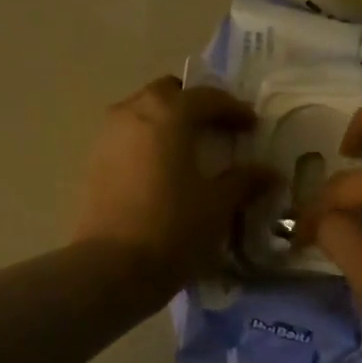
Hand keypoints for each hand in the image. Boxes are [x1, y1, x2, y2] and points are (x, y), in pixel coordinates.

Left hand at [73, 76, 275, 295]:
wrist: (112, 268)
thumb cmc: (173, 228)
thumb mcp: (218, 205)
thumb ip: (244, 181)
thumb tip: (268, 173)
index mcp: (167, 113)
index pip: (207, 97)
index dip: (233, 109)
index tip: (252, 126)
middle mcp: (132, 113)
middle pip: (167, 94)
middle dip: (194, 105)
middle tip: (217, 130)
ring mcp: (107, 136)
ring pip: (142, 113)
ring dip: (167, 123)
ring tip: (189, 151)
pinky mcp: (93, 162)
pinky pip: (127, 138)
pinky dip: (147, 143)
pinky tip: (163, 171)